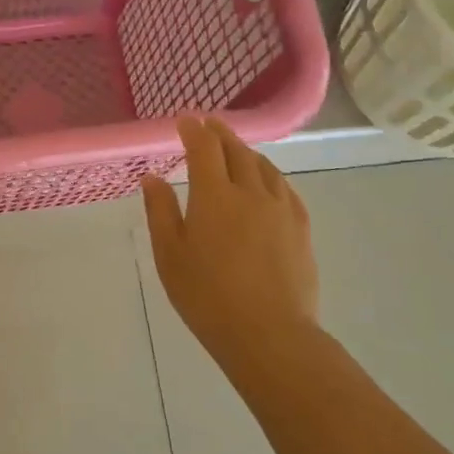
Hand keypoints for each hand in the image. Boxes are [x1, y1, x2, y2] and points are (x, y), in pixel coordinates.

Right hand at [141, 117, 320, 368]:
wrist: (269, 334)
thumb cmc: (207, 296)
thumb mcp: (170, 255)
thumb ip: (161, 212)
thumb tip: (152, 178)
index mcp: (214, 196)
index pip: (204, 148)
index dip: (194, 130)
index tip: (185, 120)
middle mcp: (251, 192)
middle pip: (237, 151)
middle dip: (220, 134)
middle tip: (209, 125)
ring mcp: (280, 209)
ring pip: (264, 167)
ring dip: (247, 151)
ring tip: (236, 150)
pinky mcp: (300, 228)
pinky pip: (285, 188)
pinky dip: (270, 175)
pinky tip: (268, 182)